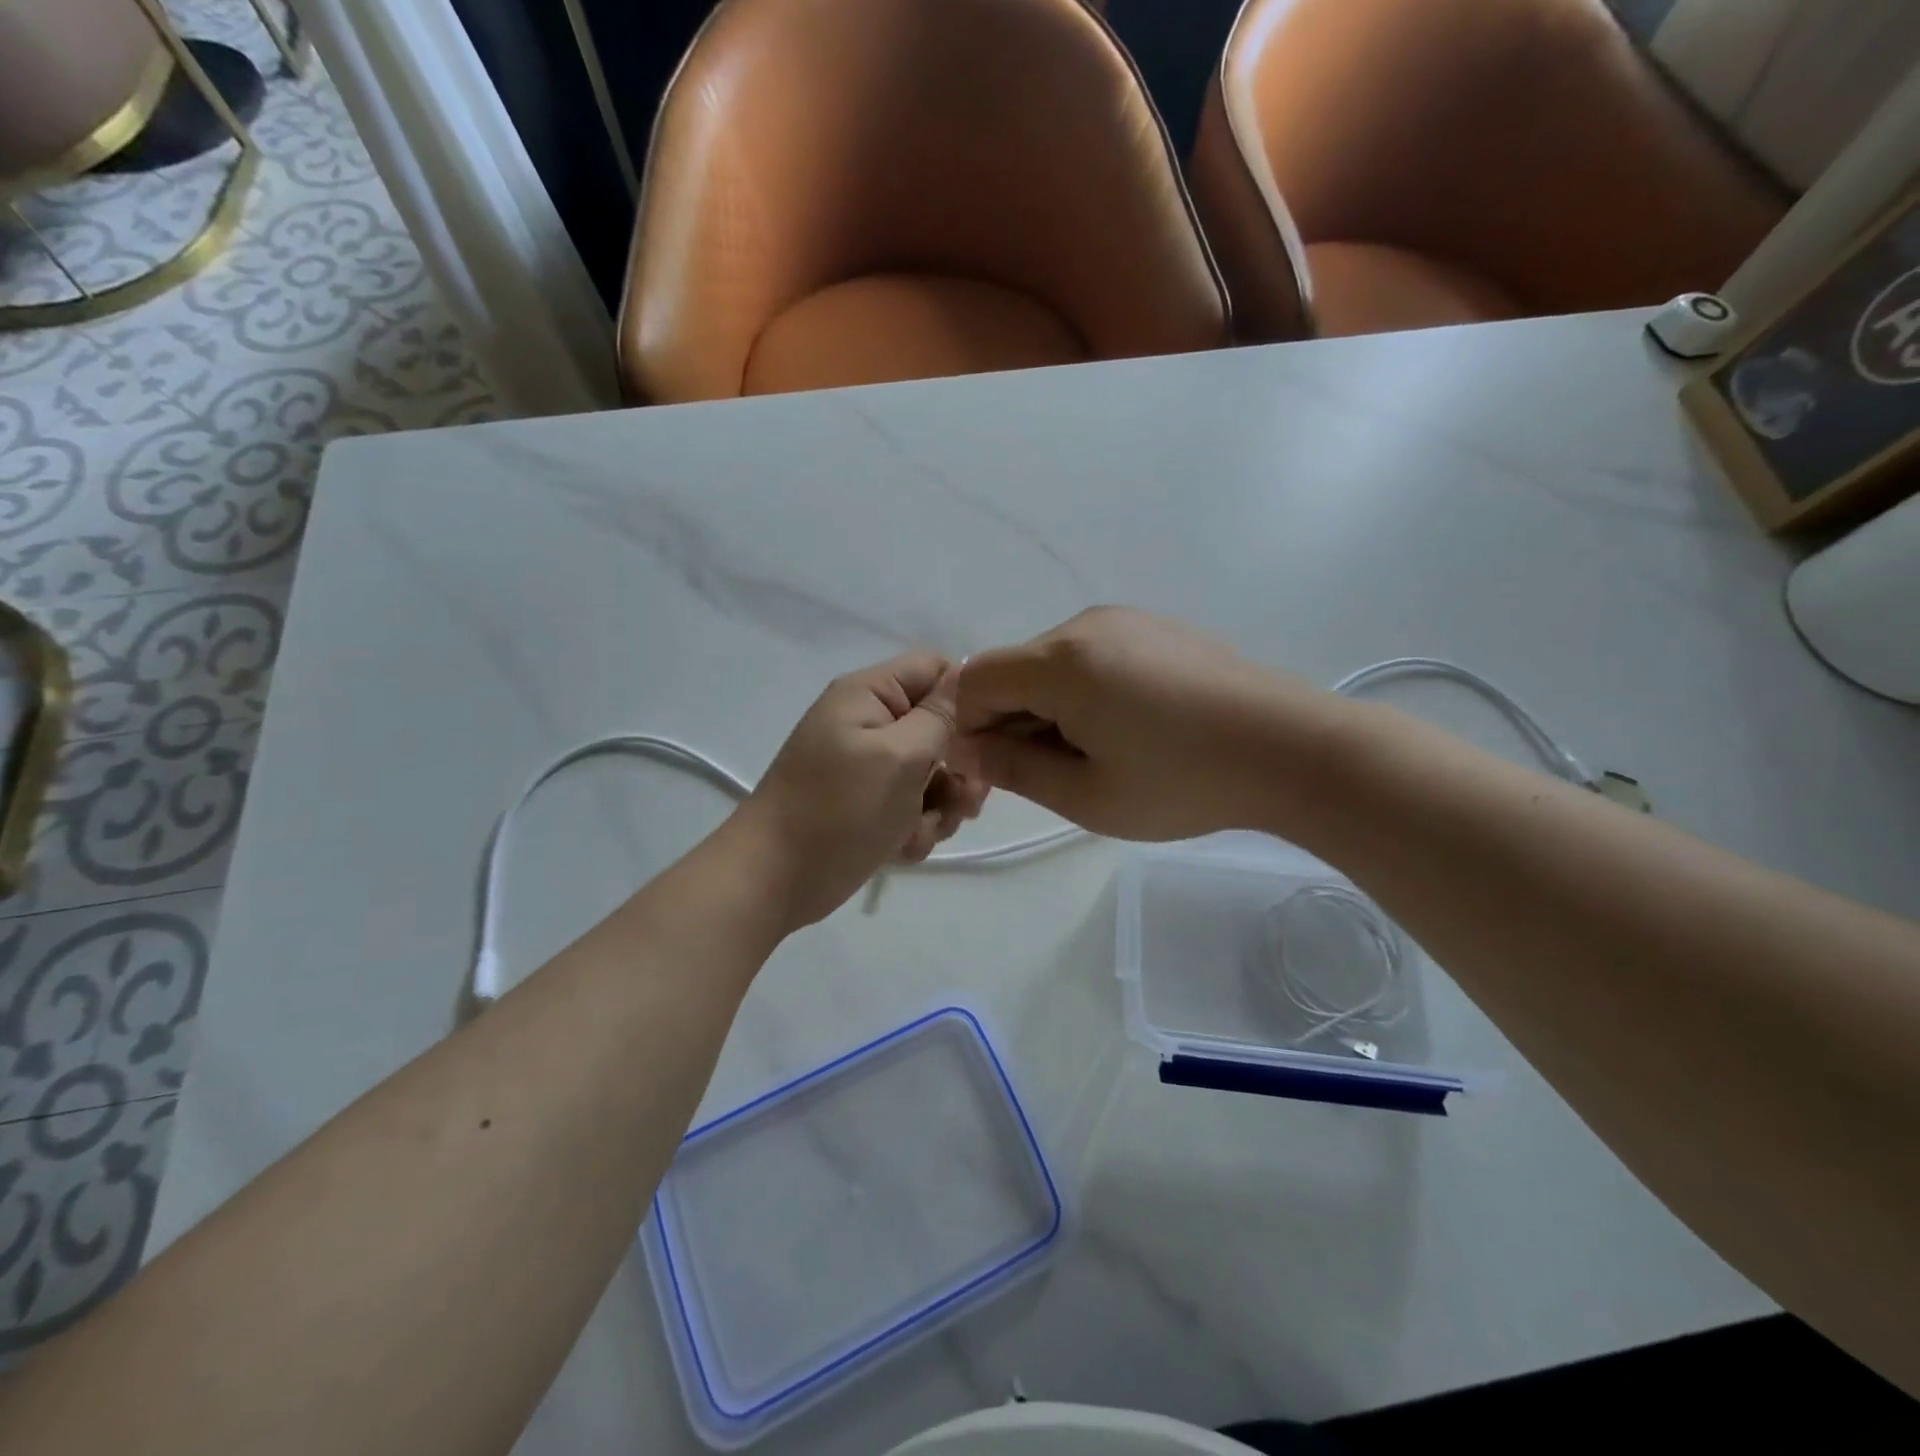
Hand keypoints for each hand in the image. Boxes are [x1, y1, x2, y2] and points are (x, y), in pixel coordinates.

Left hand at [736, 653, 988, 925]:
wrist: (775, 880)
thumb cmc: (839, 809)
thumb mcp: (900, 756)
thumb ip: (940, 716)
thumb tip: (966, 675)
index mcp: (869, 695)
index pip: (934, 669)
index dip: (965, 698)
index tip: (985, 737)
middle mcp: (870, 723)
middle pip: (939, 728)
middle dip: (957, 768)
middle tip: (967, 802)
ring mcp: (868, 767)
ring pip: (932, 774)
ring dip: (939, 806)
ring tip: (920, 832)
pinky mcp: (869, 805)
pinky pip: (912, 806)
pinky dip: (915, 827)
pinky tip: (902, 849)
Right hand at [950, 607, 1333, 840]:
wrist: (1292, 748)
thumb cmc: (1182, 781)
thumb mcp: (1086, 795)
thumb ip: (1012, 767)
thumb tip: (964, 746)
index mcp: (1061, 662)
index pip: (975, 681)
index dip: (969, 728)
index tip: (1000, 771)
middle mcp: (1085, 625)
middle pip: (1014, 670)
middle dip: (1013, 721)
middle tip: (1055, 774)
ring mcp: (1126, 620)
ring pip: (1052, 664)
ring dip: (1051, 708)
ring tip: (1102, 753)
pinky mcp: (1156, 626)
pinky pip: (1093, 656)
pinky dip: (1085, 691)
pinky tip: (1132, 727)